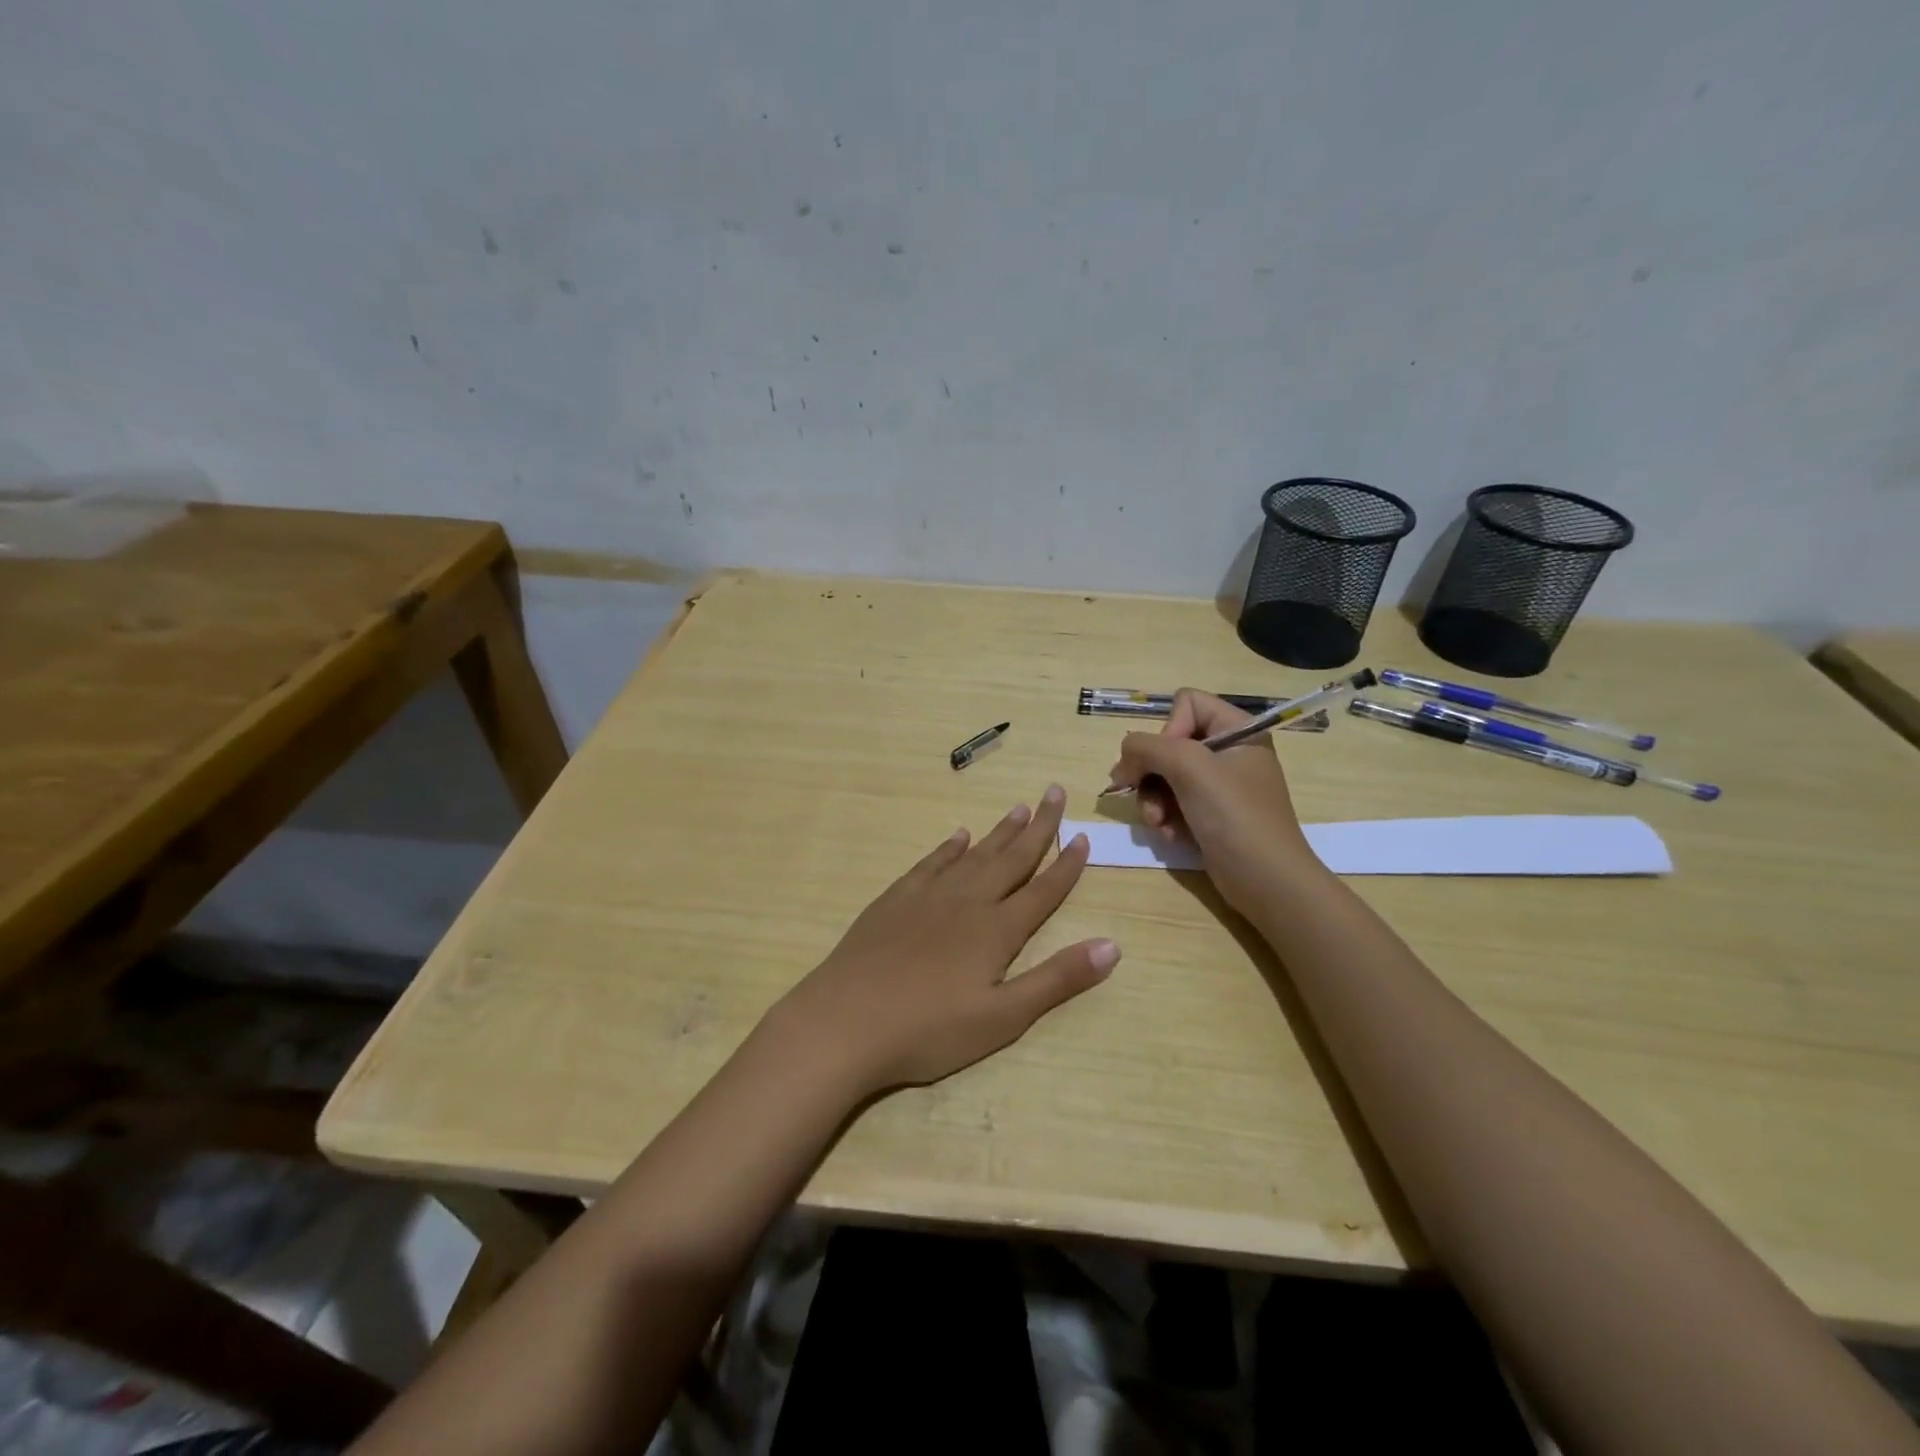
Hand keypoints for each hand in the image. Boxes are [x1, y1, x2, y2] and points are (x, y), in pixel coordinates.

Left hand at [772, 784, 1118, 1096]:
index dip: (1065, 865)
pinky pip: (930, 863)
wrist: (845, 1021)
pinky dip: (948, 848)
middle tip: (1055, 793)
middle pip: (1011, 858)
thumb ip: (1057, 980)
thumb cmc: (929, 1030)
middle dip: (1038, 827)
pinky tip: (957, 836)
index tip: (1082, 836)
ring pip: (973, 854)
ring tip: (1019, 808)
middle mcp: (967, 901)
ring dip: (999, 832)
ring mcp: (927, 896)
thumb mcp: (1003, 1017)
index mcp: (996, 930)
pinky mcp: (895, 900)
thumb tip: (1113, 945)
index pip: (1042, 890)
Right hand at [1105, 689, 1319, 919]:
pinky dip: (1165, 818)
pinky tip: (1170, 836)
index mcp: (1237, 730)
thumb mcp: (1189, 768)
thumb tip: (1123, 756)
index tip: (1167, 760)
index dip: (1168, 729)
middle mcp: (1229, 752)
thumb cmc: (1235, 816)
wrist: (1267, 882)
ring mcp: (1219, 786)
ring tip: (1158, 824)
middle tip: (1139, 794)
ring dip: (1153, 800)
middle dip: (1151, 773)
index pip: (1186, 703)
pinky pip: (1173, 802)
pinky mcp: (1210, 815)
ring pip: (1164, 775)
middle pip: (1168, 743)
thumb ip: (1147, 747)